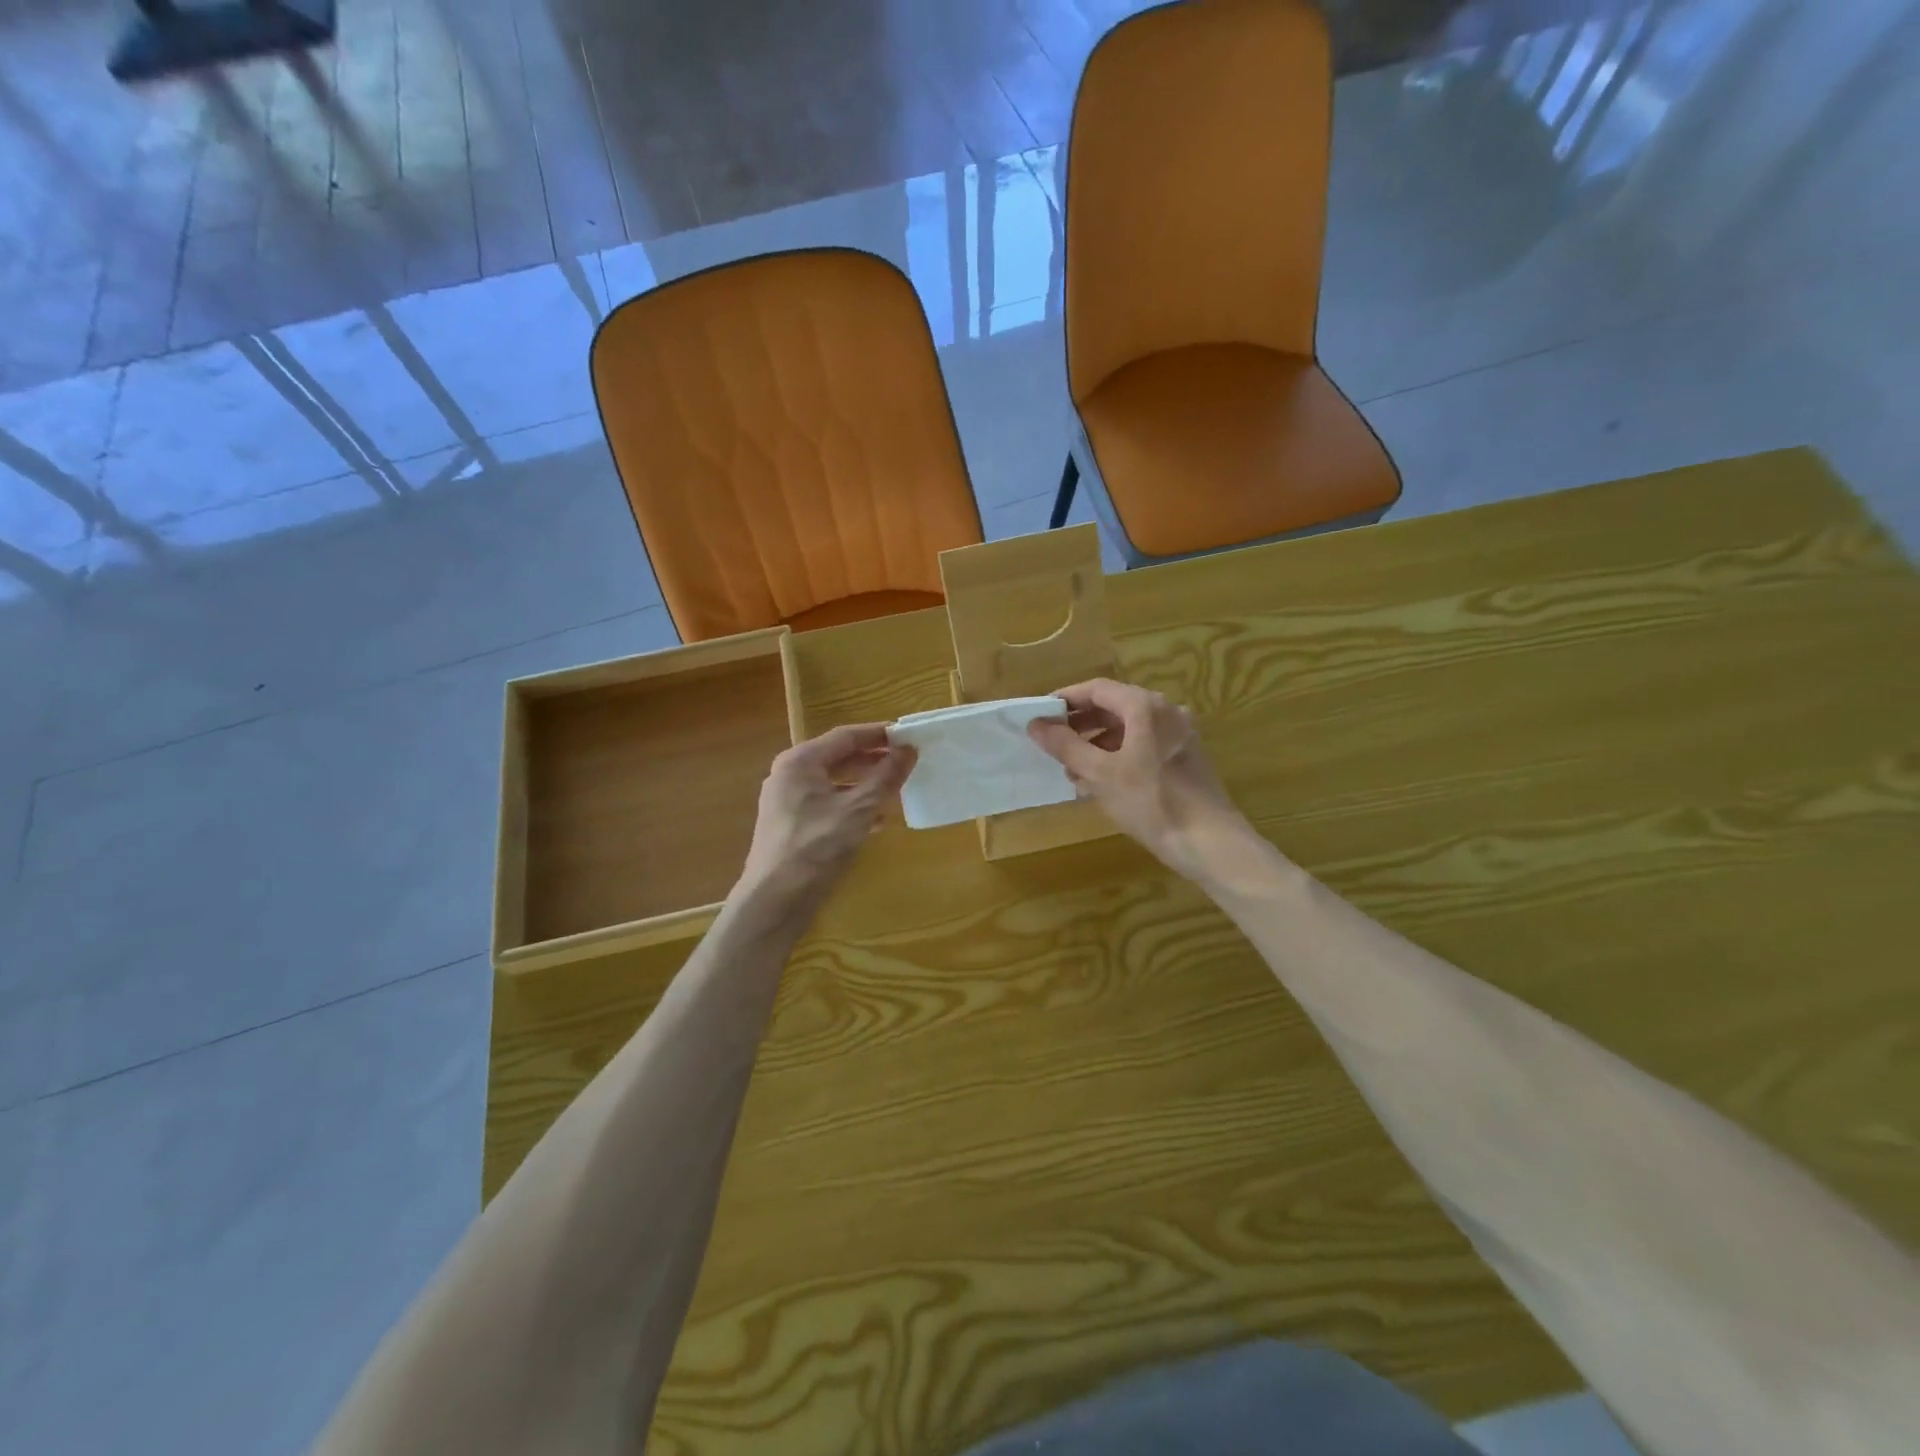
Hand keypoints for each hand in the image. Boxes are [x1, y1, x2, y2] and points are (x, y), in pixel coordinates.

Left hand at [736, 724, 914, 915]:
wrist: (774, 901)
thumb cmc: (816, 847)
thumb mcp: (858, 810)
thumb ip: (886, 777)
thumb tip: (909, 750)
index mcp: (800, 762)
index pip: (846, 736)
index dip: (879, 734)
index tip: (909, 736)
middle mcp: (790, 775)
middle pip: (838, 757)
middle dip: (873, 759)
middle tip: (906, 762)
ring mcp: (787, 801)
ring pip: (834, 782)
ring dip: (865, 784)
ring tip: (896, 788)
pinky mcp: (791, 825)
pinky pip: (827, 804)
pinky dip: (852, 805)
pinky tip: (877, 820)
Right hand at [1029, 679, 1245, 879]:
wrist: (1209, 842)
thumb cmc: (1151, 802)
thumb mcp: (1100, 774)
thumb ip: (1066, 746)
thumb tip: (1036, 725)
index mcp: (1144, 706)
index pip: (1096, 689)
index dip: (1065, 700)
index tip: (1040, 717)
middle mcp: (1165, 711)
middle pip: (1114, 706)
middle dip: (1080, 724)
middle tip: (1052, 744)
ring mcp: (1179, 734)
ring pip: (1128, 728)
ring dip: (1097, 743)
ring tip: (1072, 769)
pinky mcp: (1185, 757)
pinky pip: (1144, 745)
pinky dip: (1119, 755)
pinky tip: (1101, 782)